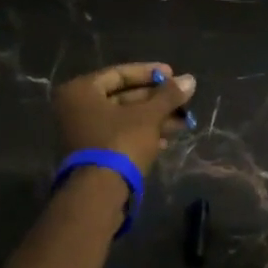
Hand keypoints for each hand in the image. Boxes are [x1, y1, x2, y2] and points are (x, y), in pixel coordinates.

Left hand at [53, 61, 196, 176]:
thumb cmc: (120, 143)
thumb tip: (190, 79)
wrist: (100, 194)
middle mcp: (76, 109)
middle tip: (183, 102)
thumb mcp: (148, 116)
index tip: (174, 76)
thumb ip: (168, 95)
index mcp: (81, 91)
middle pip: (123, 97)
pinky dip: (142, 135)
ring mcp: (83, 133)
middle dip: (156, 101)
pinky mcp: (93, 155)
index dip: (149, 73)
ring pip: (124, 119)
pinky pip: (120, 136)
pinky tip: (166, 140)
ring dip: (154, 119)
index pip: (119, 73)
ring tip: (183, 123)